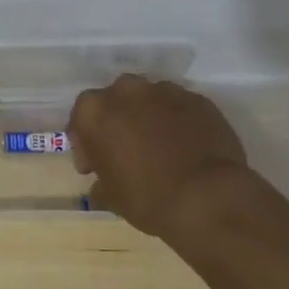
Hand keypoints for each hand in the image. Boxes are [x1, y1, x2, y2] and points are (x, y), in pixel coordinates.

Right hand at [68, 75, 254, 241]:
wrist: (208, 198)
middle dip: (117, 123)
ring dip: (147, 119)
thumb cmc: (147, 198)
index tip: (94, 168)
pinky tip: (184, 147)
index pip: (80, 120)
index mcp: (94, 110)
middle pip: (115, 102)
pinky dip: (176, 122)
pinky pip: (177, 108)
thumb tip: (102, 185)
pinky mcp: (197, 98)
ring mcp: (164, 90)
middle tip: (126, 152)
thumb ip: (101, 181)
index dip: (86, 145)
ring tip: (159, 148)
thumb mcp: (111, 197)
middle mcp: (125, 90)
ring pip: (148, 101)